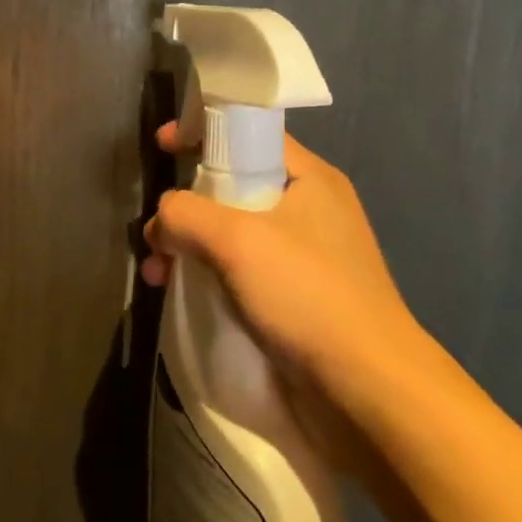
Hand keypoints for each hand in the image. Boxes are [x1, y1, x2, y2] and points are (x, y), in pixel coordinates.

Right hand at [140, 123, 416, 405]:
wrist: (367, 391)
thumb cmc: (307, 294)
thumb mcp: (237, 239)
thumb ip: (186, 213)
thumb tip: (162, 220)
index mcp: (309, 178)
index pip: (250, 133)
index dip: (203, 130)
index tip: (162, 145)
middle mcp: (308, 209)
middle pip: (233, 185)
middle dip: (186, 204)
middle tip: (154, 232)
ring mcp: (304, 256)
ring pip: (231, 232)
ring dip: (189, 245)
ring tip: (157, 274)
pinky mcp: (295, 297)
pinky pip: (240, 269)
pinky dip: (207, 274)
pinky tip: (180, 295)